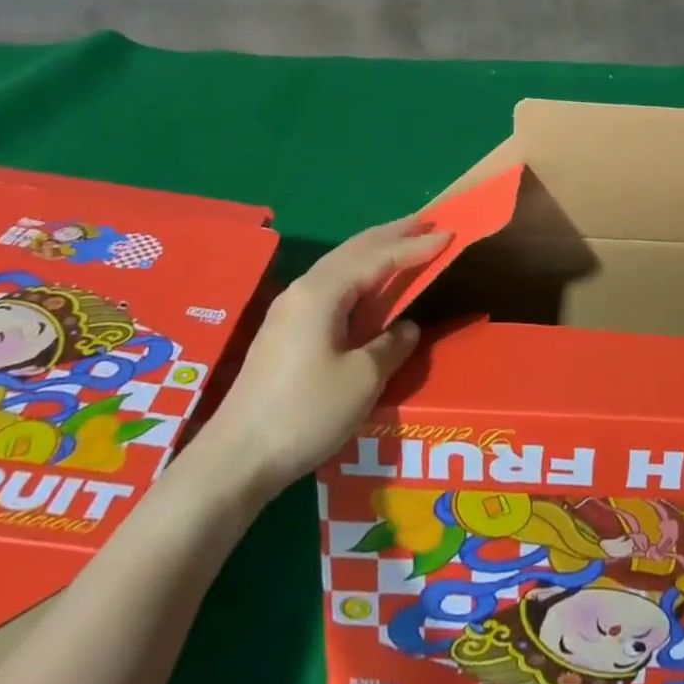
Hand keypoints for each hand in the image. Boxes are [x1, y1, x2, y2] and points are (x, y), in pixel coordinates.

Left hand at [192, 218, 449, 502]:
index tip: (448, 233)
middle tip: (427, 223)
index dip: (415, 247)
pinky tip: (368, 283)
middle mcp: (304, 289)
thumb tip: (406, 327)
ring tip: (403, 242)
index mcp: (323, 293)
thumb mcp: (362, 380)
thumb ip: (392, 345)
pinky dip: (359, 272)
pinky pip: (331, 283)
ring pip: (340, 264)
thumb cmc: (304, 414)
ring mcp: (289, 308)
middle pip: (354, 249)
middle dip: (392, 234)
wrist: (235, 460)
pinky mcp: (284, 330)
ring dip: (375, 250)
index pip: (378, 257)